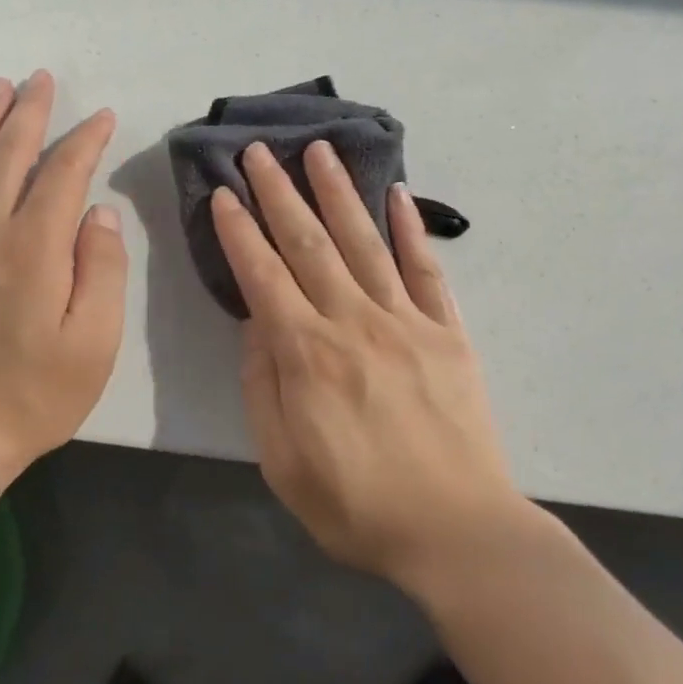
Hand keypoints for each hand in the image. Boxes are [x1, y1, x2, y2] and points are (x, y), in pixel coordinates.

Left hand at [0, 72, 126, 484]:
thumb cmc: (36, 393)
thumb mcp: (94, 341)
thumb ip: (101, 270)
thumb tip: (98, 213)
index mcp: (35, 249)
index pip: (63, 174)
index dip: (84, 141)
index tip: (103, 117)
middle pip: (8, 156)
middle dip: (29, 113)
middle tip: (42, 79)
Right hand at [213, 141, 521, 587]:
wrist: (457, 533)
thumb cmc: (357, 507)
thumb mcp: (283, 462)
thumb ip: (263, 386)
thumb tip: (256, 323)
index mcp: (308, 355)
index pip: (263, 276)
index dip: (240, 231)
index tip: (224, 193)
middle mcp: (354, 322)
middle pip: (310, 244)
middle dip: (280, 193)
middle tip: (260, 151)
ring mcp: (407, 322)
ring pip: (366, 242)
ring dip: (339, 193)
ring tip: (320, 150)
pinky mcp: (448, 333)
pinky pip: (427, 271)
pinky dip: (412, 230)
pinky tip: (398, 195)